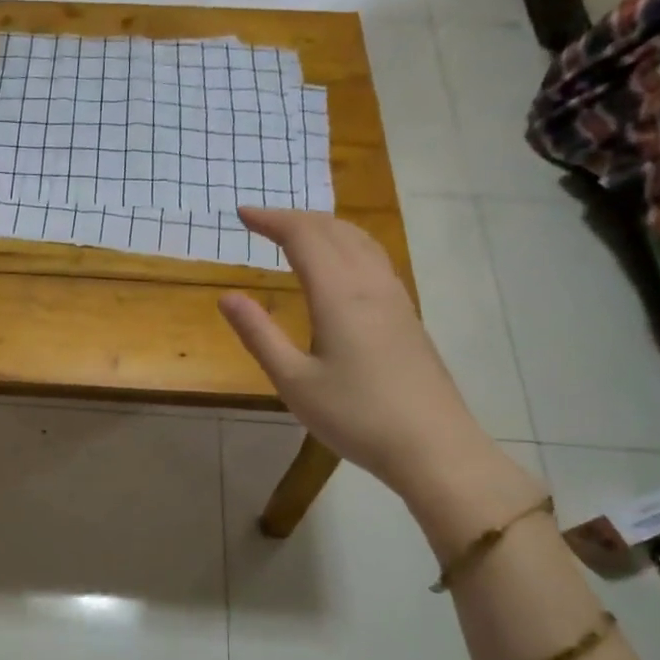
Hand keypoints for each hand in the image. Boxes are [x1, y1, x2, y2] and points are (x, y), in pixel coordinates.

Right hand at [218, 207, 485, 496]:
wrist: (432, 446)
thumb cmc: (355, 416)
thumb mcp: (293, 381)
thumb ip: (259, 335)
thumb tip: (227, 296)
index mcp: (339, 295)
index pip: (303, 237)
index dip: (271, 219)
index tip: (241, 214)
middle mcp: (370, 285)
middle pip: (334, 230)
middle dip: (295, 218)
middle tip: (261, 221)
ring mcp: (395, 298)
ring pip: (360, 240)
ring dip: (324, 227)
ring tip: (297, 233)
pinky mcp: (407, 315)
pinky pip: (374, 258)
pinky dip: (347, 244)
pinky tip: (340, 265)